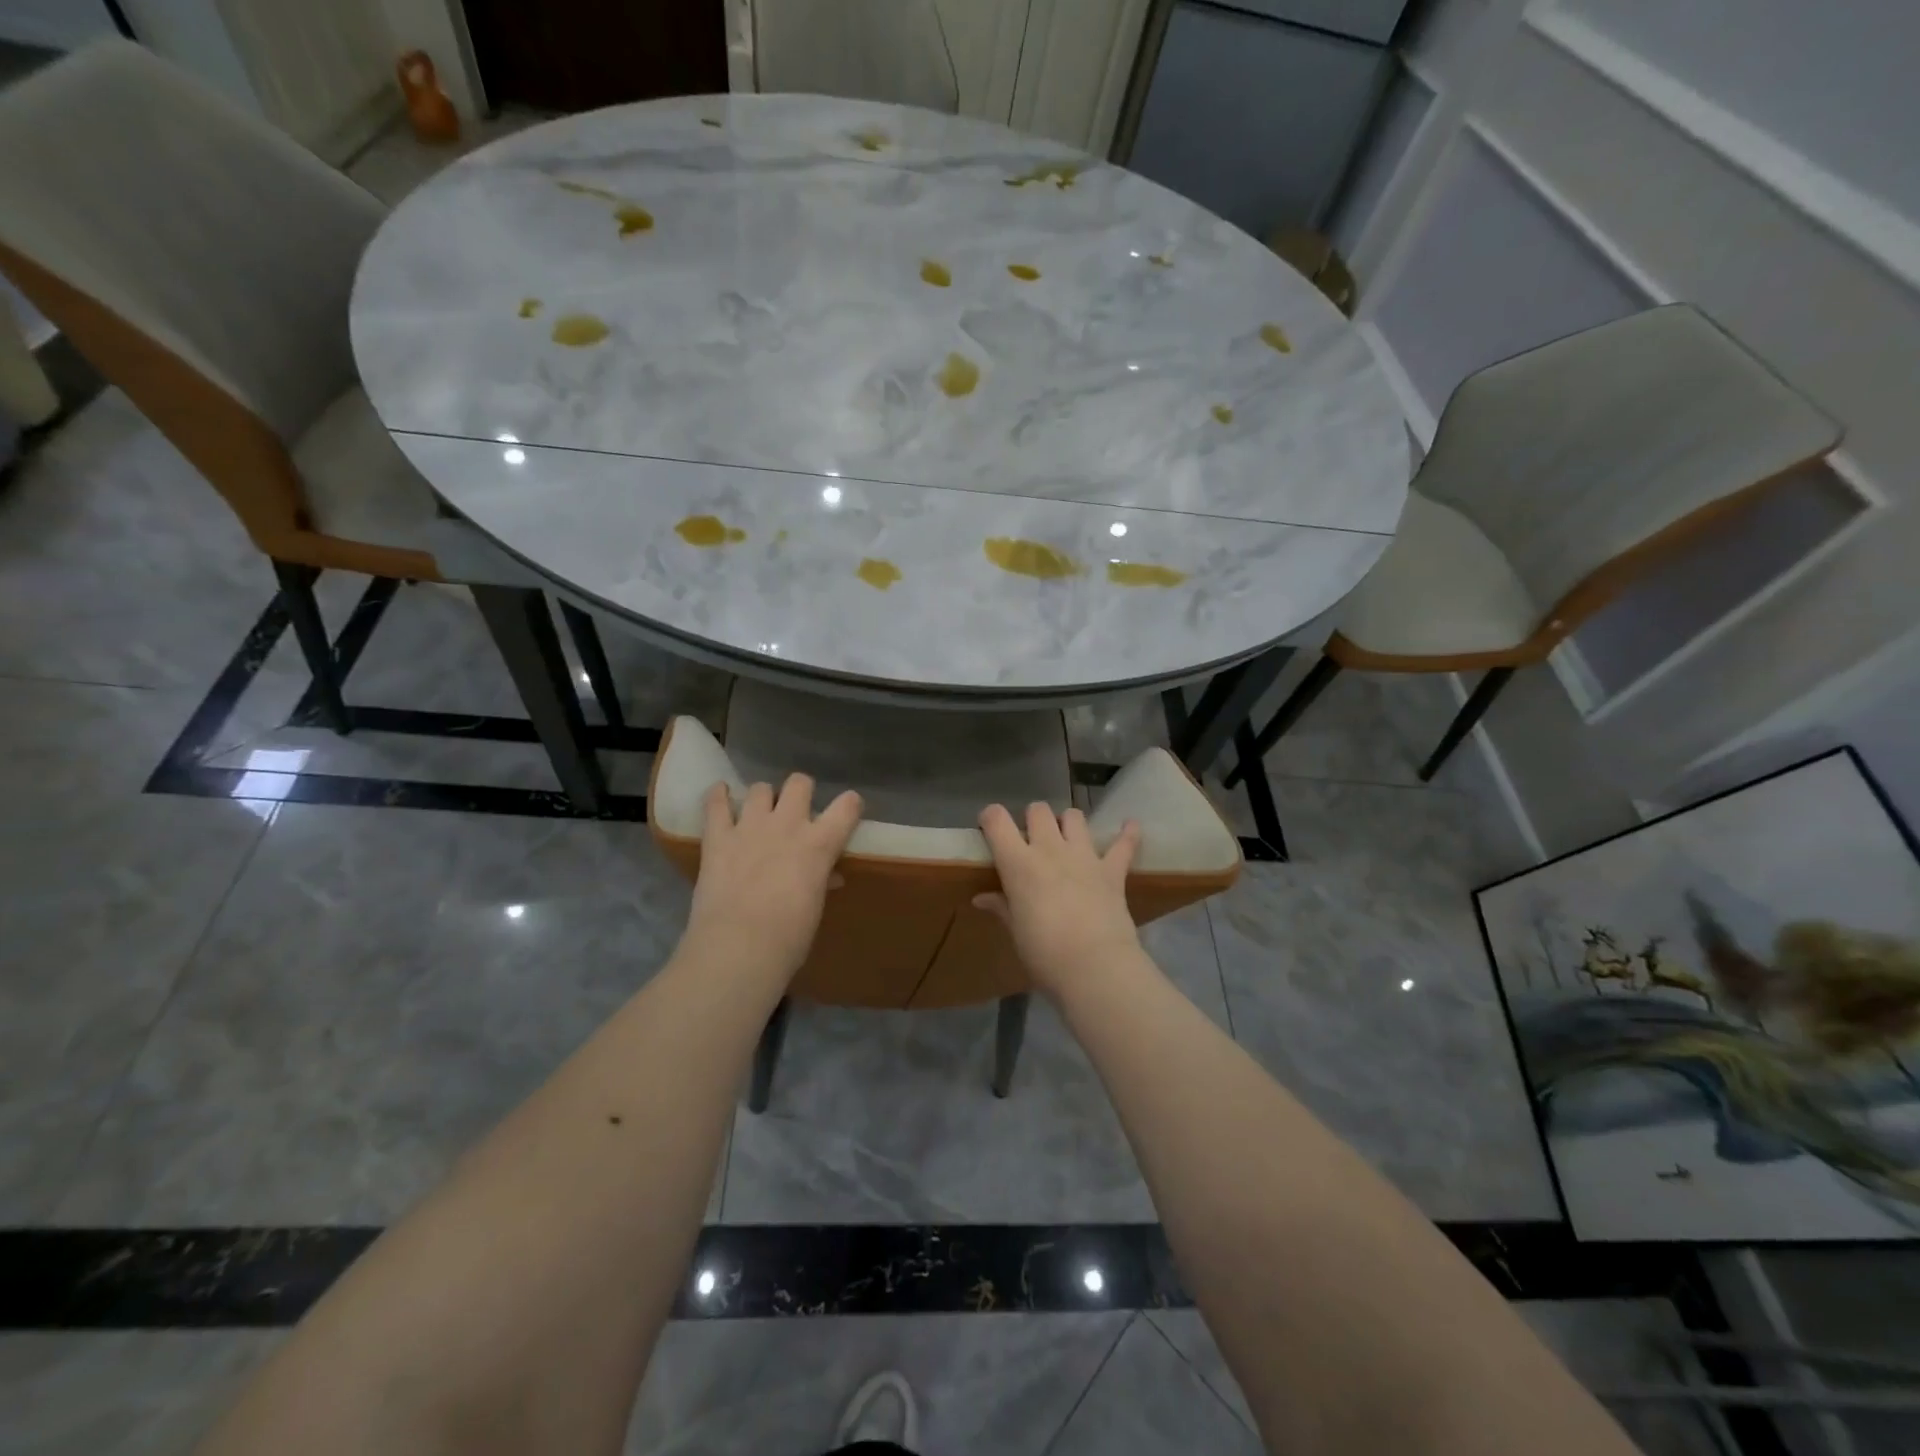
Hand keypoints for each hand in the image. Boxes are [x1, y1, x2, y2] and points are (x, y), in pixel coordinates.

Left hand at [683, 774, 862, 980]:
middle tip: (795, 812)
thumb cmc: (788, 938)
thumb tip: (828, 876)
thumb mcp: (815, 908)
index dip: (850, 805)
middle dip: (800, 792)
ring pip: (760, 788)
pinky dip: (718, 795)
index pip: (847, 806)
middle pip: (799, 783)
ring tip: (759, 813)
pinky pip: (715, 803)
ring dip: (763, 798)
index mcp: (820, 844)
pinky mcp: (717, 837)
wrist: (738, 948)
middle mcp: (788, 824)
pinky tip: (720, 794)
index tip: (847, 810)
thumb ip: (821, 881)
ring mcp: (750, 827)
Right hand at [973, 803, 1142, 997]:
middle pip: (1038, 811)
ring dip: (1068, 823)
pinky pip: (1124, 844)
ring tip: (1067, 837)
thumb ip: (1002, 908)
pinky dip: (1128, 834)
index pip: (997, 821)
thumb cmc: (1045, 954)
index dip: (990, 817)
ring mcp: (1084, 856)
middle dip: (1033, 819)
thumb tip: (981, 898)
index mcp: (1019, 864)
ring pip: (1074, 816)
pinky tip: (1130, 826)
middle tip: (1032, 839)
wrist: (1095, 967)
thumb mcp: (1016, 932)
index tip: (989, 826)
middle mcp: (1050, 849)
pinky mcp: (1112, 870)